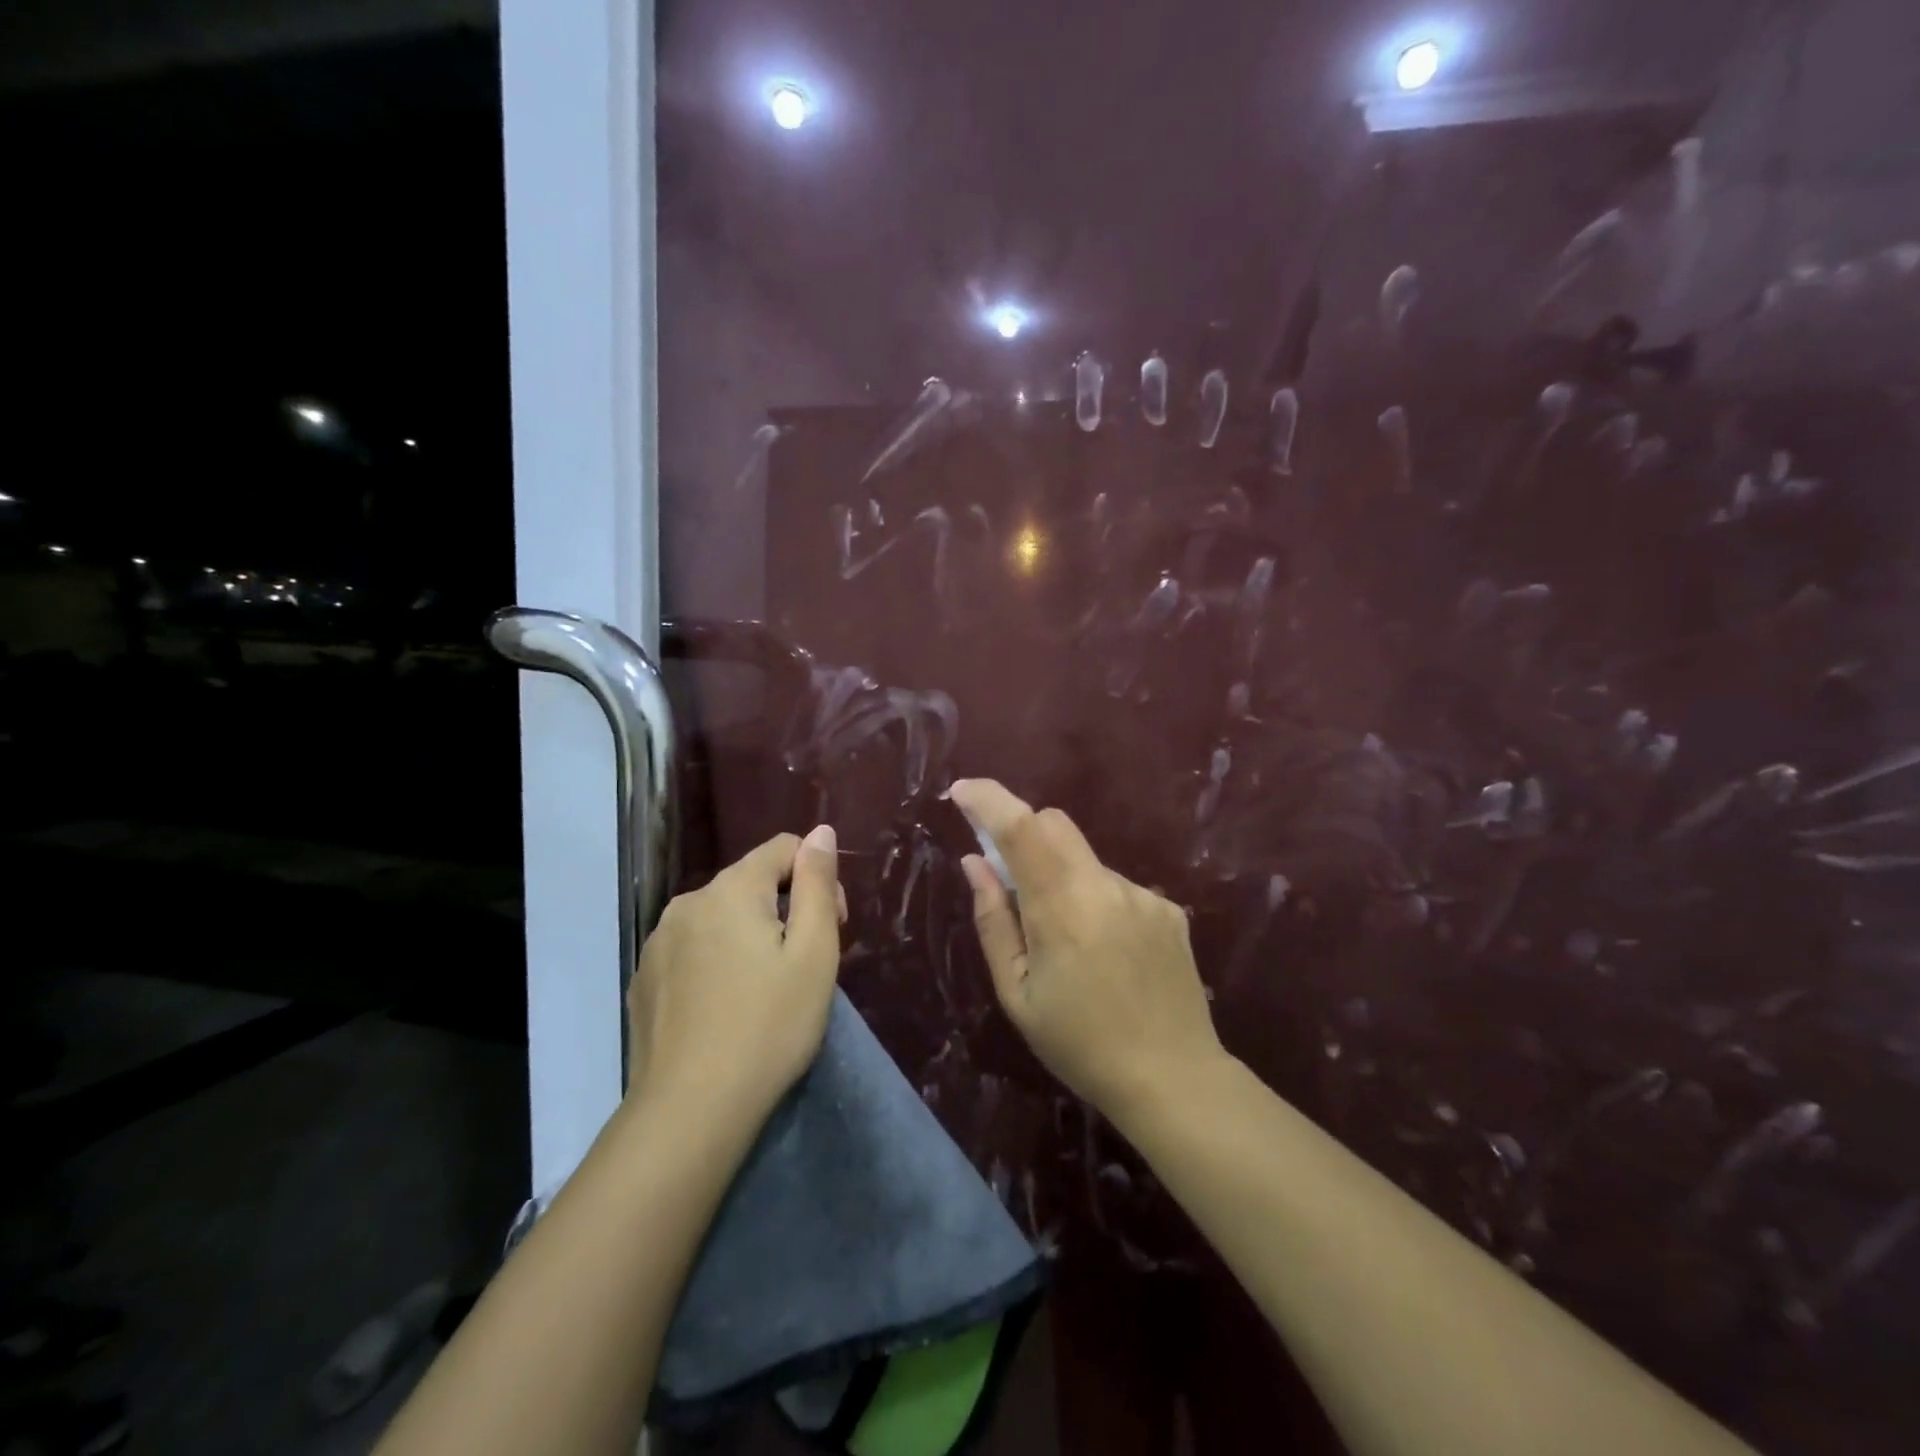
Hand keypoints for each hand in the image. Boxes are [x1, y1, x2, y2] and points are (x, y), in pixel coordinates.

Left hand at [626, 826, 844, 1133]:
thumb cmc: (769, 1026)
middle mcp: (687, 903)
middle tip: (804, 965)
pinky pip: (693, 948)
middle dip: (785, 908)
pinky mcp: (644, 979)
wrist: (691, 1111)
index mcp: (731, 889)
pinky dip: (717, 961)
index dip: (817, 879)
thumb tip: (821, 832)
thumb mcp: (814, 952)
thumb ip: (817, 883)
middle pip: (751, 882)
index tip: (831, 928)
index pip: (783, 848)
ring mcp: (658, 942)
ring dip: (750, 935)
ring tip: (765, 989)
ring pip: (720, 917)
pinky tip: (726, 1007)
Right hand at [948, 780, 1227, 1123]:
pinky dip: (1095, 901)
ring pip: (1084, 860)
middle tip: (1010, 881)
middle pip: (1055, 825)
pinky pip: (1115, 886)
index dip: (989, 800)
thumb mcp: (1017, 994)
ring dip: (1062, 879)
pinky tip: (1106, 953)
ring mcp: (1143, 896)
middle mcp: (1106, 887)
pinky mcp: (1168, 909)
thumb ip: (993, 921)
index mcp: (1062, 910)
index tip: (961, 792)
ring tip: (1070, 945)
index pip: (1022, 829)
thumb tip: (974, 863)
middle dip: (1023, 835)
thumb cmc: (1080, 1045)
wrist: (1174, 1079)